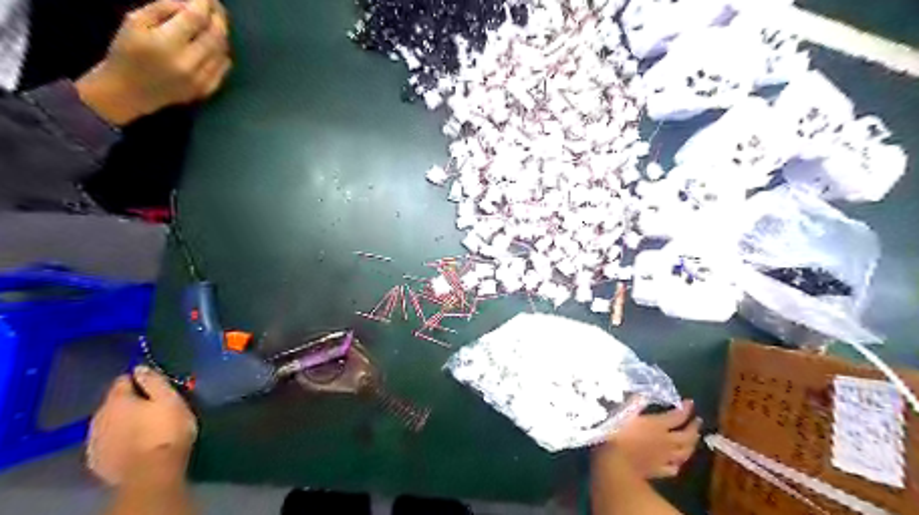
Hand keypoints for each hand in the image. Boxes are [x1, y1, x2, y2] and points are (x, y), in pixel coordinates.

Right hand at [74, 1, 233, 123]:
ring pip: (222, 50)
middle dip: (218, 16)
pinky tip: (216, 44)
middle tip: (217, 6)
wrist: (129, 91)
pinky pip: (223, 67)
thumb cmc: (127, 52)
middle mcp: (188, 62)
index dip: (204, 3)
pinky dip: (223, 52)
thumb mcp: (134, 22)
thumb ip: (162, 9)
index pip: (195, 17)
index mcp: (166, 43)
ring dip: (222, 34)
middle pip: (215, 34)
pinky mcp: (207, 89)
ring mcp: (201, 78)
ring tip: (217, 21)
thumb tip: (188, 3)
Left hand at [87, 366, 197, 487]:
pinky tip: (133, 444)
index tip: (154, 385)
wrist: (152, 471)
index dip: (139, 380)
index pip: (122, 380)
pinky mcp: (97, 461)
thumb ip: (154, 381)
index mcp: (117, 400)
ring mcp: (94, 441)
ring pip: (108, 423)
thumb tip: (140, 368)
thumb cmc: (166, 430)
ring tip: (144, 427)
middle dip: (130, 403)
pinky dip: (118, 440)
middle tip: (153, 407)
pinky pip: (107, 442)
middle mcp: (98, 417)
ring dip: (122, 422)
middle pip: (113, 403)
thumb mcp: (170, 399)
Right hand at [593, 403, 701, 477]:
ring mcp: (664, 458)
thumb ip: (635, 402)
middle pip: (687, 435)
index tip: (690, 402)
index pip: (678, 416)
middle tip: (697, 421)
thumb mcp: (624, 412)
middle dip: (694, 427)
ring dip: (691, 445)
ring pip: (685, 452)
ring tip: (693, 440)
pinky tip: (676, 462)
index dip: (686, 409)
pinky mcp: (658, 471)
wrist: (614, 463)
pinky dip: (677, 463)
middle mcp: (666, 441)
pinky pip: (673, 468)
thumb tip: (643, 391)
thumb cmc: (616, 433)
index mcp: (658, 425)